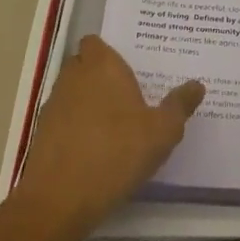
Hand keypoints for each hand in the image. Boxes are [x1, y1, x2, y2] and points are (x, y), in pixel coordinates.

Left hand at [13, 36, 204, 237]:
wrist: (60, 198)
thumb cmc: (117, 152)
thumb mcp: (162, 132)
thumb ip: (179, 105)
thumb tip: (197, 85)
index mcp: (102, 66)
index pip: (96, 42)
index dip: (109, 53)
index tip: (130, 68)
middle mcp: (74, 77)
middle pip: (84, 65)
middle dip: (101, 76)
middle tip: (128, 94)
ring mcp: (54, 105)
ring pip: (73, 92)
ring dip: (88, 102)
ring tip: (115, 124)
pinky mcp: (42, 134)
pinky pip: (64, 119)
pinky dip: (77, 127)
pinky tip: (96, 149)